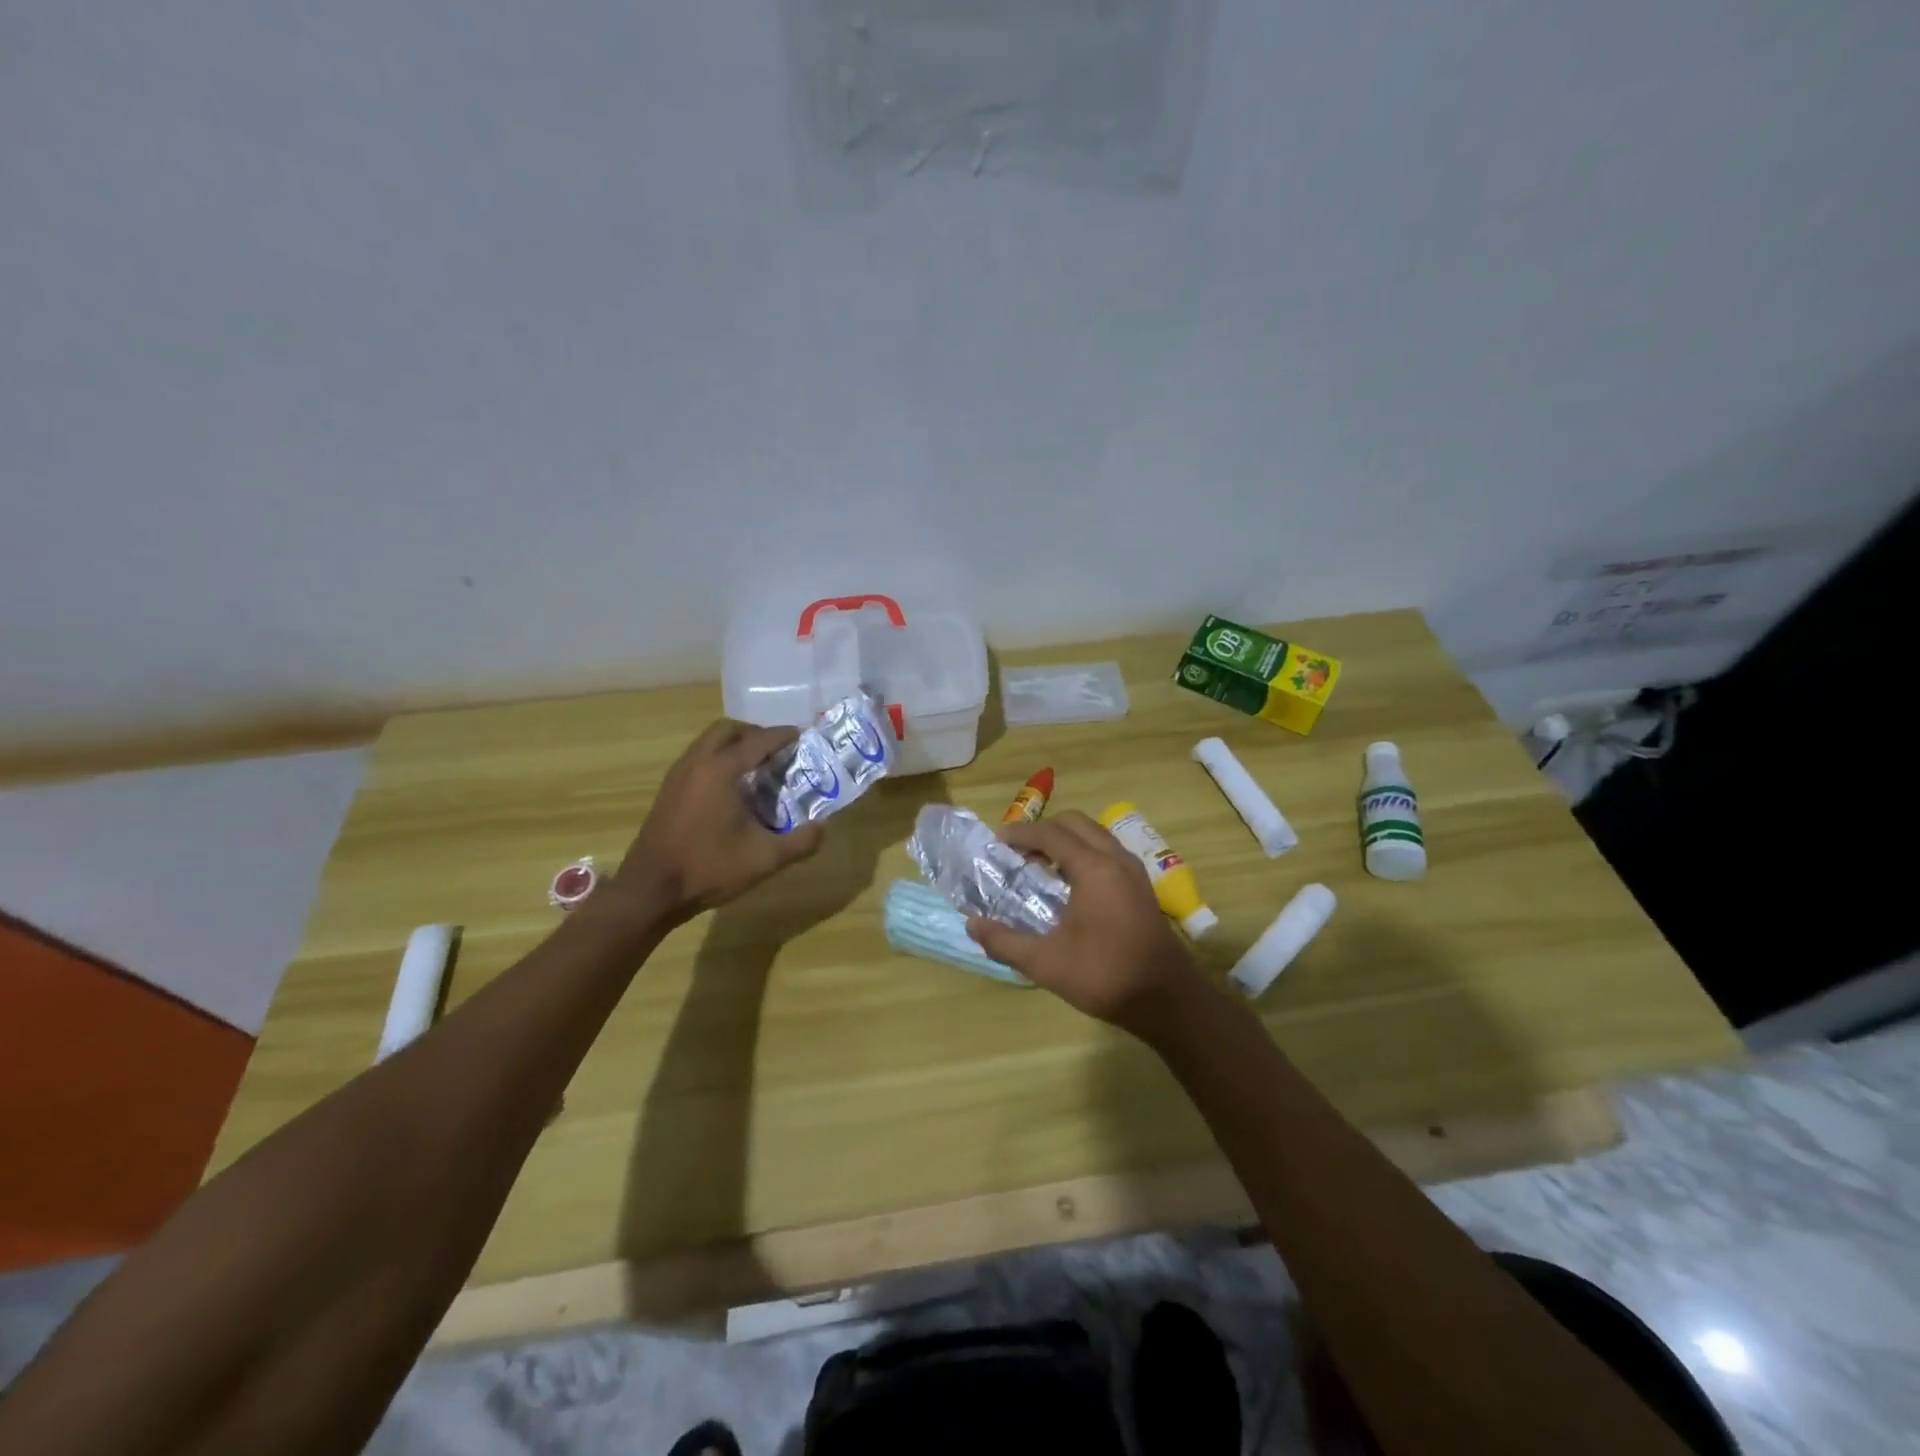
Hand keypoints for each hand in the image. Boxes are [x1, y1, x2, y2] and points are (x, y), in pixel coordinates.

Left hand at [611, 720, 824, 924]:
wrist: (650, 891)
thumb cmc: (709, 869)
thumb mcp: (765, 859)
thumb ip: (801, 842)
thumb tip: (824, 827)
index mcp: (721, 771)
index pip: (758, 741)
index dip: (782, 736)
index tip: (802, 736)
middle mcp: (696, 763)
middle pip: (727, 730)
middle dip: (755, 733)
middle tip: (777, 750)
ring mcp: (678, 775)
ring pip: (708, 742)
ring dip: (734, 745)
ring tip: (758, 766)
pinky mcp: (668, 790)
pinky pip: (698, 758)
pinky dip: (718, 759)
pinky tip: (732, 788)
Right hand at [964, 811, 1201, 1030]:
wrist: (1167, 1000)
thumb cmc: (1105, 975)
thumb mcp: (1046, 963)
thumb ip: (1005, 941)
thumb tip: (971, 925)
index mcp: (1094, 869)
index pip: (1051, 834)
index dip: (1021, 833)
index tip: (996, 841)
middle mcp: (1116, 859)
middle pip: (1075, 824)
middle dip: (1043, 830)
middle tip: (1017, 851)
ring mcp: (1134, 871)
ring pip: (1095, 835)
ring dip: (1066, 841)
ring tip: (1040, 866)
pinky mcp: (1142, 886)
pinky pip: (1107, 852)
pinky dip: (1084, 853)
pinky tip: (1070, 885)